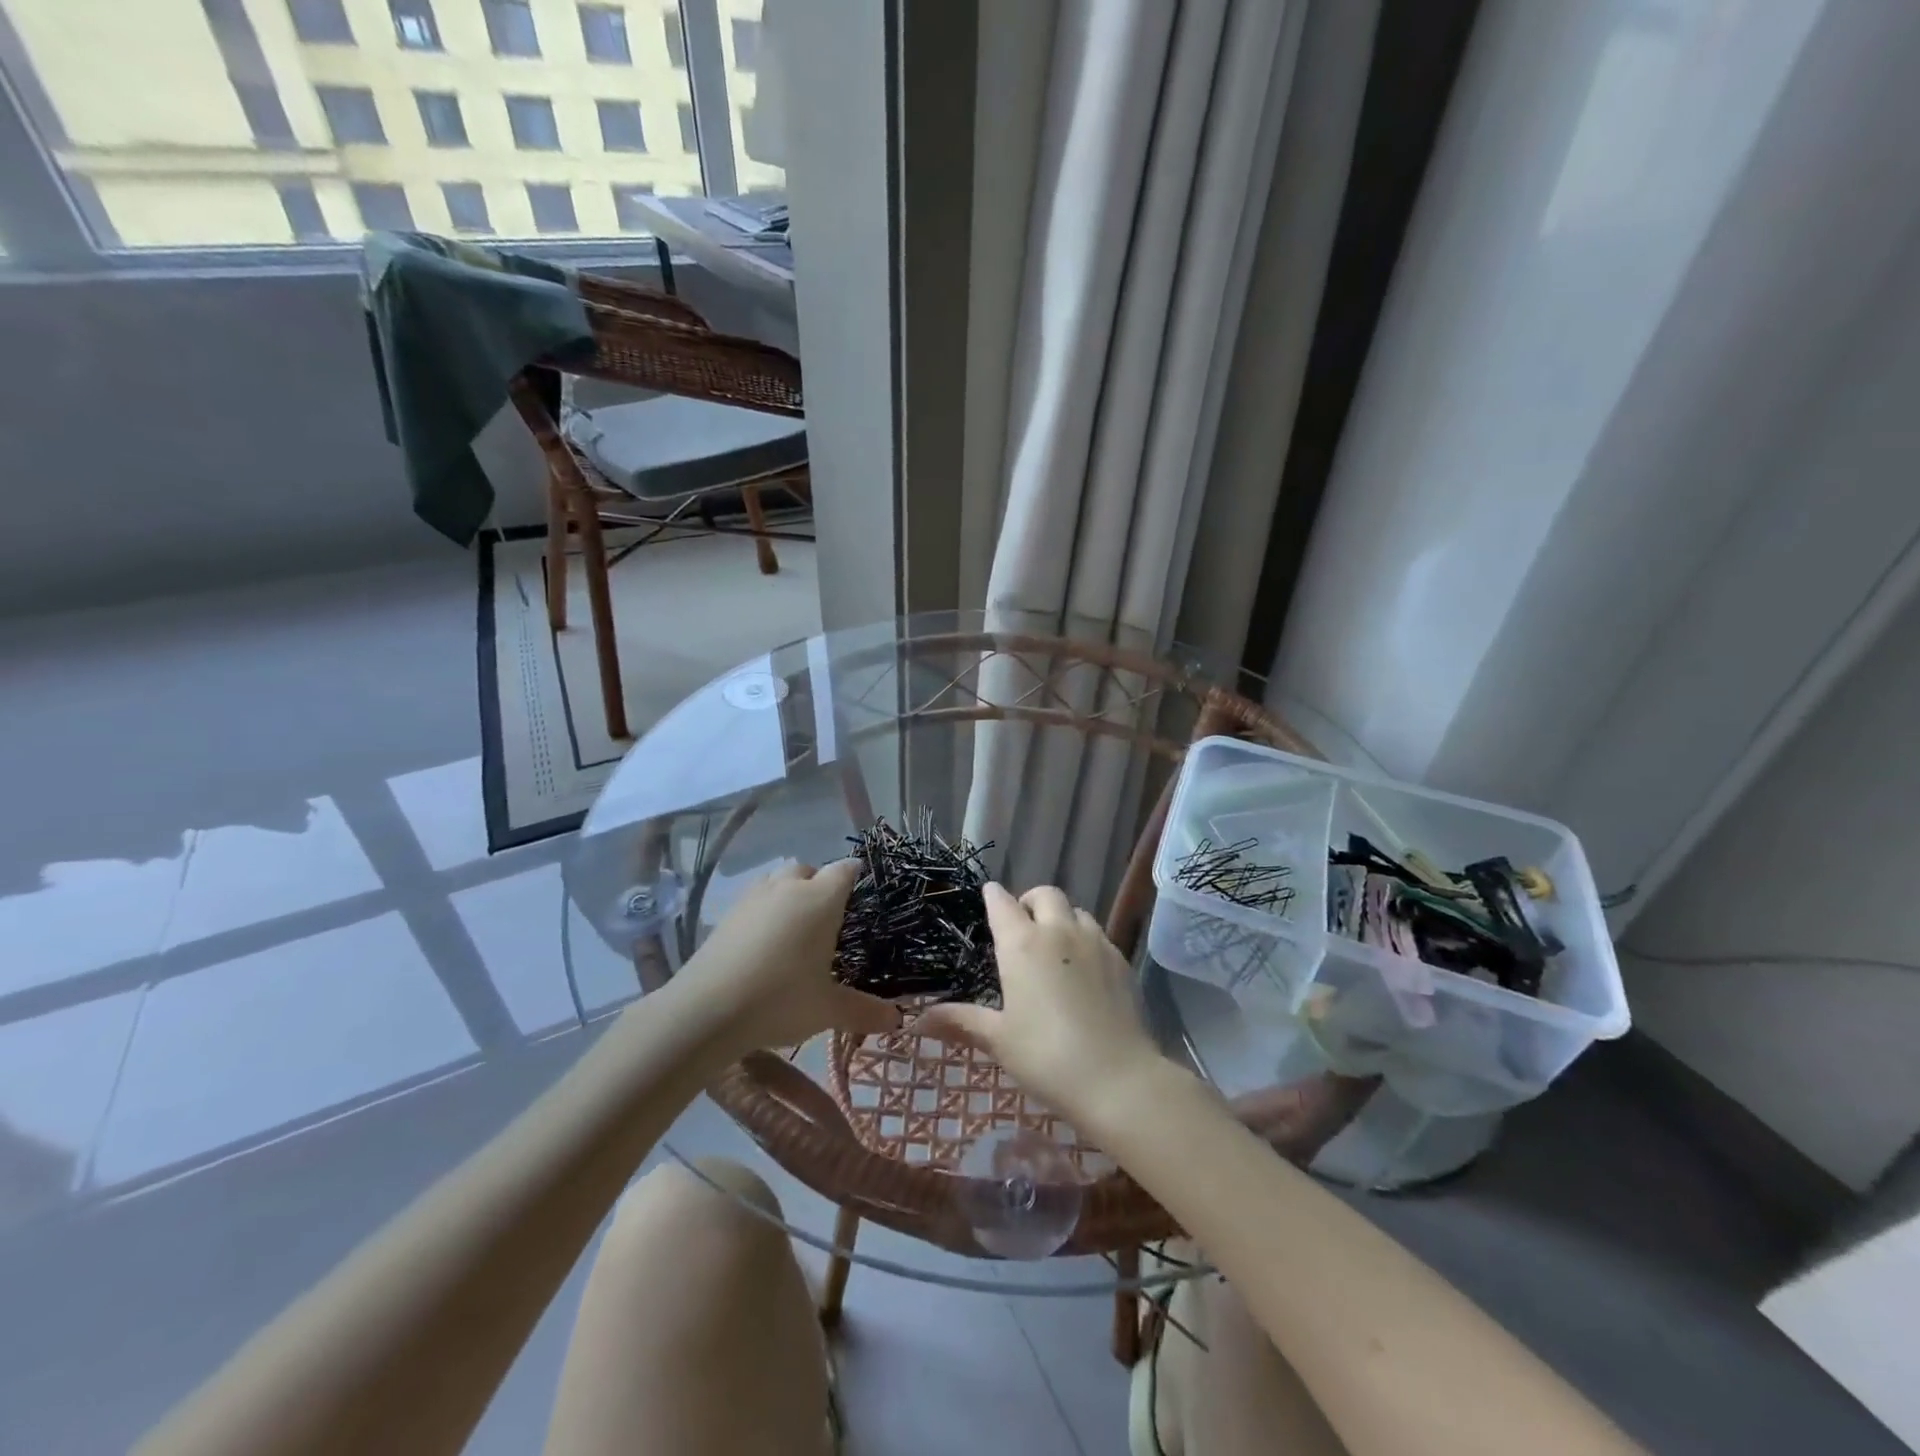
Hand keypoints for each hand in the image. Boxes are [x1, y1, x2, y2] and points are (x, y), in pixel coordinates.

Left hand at [676, 860, 900, 1057]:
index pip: (846, 870)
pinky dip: (764, 912)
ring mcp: (753, 897)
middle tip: (828, 920)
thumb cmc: (780, 999)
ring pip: (778, 881)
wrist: (705, 1010)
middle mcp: (788, 888)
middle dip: (820, 885)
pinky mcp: (727, 914)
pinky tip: (763, 945)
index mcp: (821, 899)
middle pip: (809, 870)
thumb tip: (897, 1019)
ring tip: (794, 930)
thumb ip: (864, 1010)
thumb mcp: (828, 1009)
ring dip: (789, 894)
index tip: (864, 895)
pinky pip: (755, 900)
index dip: (857, 877)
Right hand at [917, 883, 1165, 1126]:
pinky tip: (1083, 970)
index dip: (993, 896)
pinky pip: (1099, 934)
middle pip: (1045, 894)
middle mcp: (1059, 932)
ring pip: (1076, 911)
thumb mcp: (998, 1039)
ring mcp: (1095, 943)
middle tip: (1022, 924)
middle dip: (1030, 901)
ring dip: (1061, 918)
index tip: (988, 896)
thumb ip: (960, 1021)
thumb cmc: (1046, 1056)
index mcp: (1022, 944)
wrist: (1117, 1078)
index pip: (1002, 903)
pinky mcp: (1121, 960)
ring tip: (1054, 946)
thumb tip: (916, 1021)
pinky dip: (1085, 939)